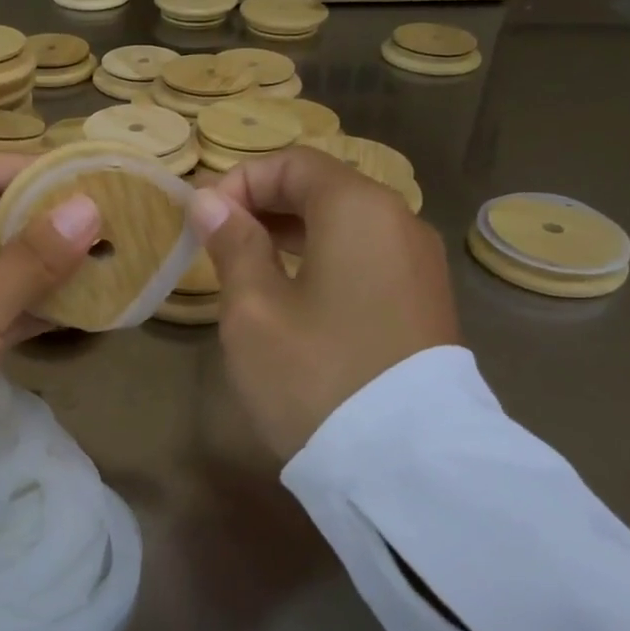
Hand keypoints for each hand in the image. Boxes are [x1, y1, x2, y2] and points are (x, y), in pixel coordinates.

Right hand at [188, 147, 459, 459]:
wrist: (406, 466)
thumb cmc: (315, 375)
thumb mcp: (254, 309)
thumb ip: (233, 244)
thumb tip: (212, 202)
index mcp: (359, 209)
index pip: (293, 163)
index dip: (241, 181)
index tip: (204, 221)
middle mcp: (400, 222)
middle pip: (324, 188)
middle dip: (265, 204)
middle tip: (219, 242)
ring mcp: (421, 264)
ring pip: (347, 225)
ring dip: (293, 232)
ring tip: (249, 265)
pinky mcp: (426, 302)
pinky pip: (368, 257)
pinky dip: (326, 258)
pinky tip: (296, 294)